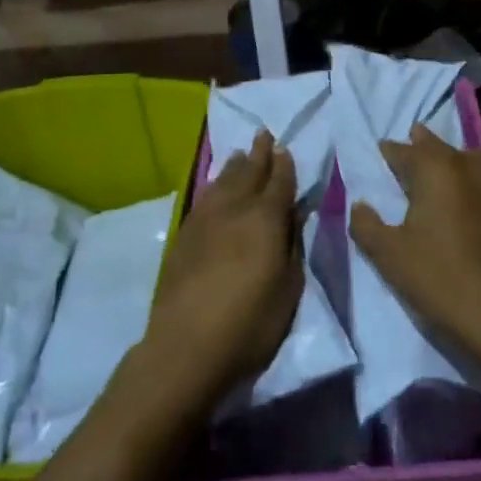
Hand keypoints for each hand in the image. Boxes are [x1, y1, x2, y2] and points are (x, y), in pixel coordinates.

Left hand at [143, 131, 301, 405]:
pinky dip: (214, 186)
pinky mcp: (184, 236)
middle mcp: (235, 209)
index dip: (284, 164)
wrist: (186, 346)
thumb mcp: (289, 289)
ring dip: (235, 166)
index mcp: (266, 218)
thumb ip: (293, 246)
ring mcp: (205, 220)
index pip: (279, 182)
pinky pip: (204, 198)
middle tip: (263, 134)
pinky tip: (215, 188)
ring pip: (223, 181)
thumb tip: (295, 215)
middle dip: (259, 153)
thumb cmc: (249, 323)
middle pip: (249, 172)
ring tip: (240, 154)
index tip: (285, 148)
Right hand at [348, 124, 480, 365]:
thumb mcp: (388, 254)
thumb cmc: (437, 276)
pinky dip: (469, 181)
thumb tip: (360, 205)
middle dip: (418, 148)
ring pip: (465, 157)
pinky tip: (463, 200)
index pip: (403, 150)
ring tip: (435, 175)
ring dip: (448, 160)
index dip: (388, 153)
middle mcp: (465, 164)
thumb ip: (366, 225)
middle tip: (404, 159)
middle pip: (436, 146)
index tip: (378, 157)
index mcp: (434, 167)